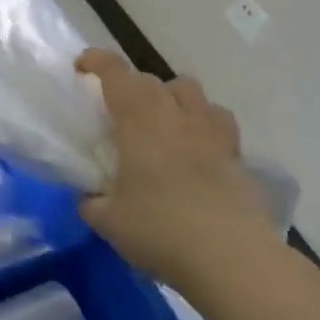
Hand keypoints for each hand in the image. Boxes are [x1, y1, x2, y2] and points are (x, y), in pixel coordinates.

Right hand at [75, 49, 275, 291]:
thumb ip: (92, 202)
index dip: (96, 61)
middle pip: (152, 80)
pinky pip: (217, 123)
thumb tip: (90, 198)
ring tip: (161, 124)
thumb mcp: (108, 220)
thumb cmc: (160, 229)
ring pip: (191, 92)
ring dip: (171, 98)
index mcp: (140, 118)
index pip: (115, 72)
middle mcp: (177, 114)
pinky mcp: (238, 156)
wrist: (232, 258)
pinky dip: (201, 126)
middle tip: (117, 112)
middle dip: (131, 87)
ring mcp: (213, 132)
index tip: (81, 67)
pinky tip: (195, 151)